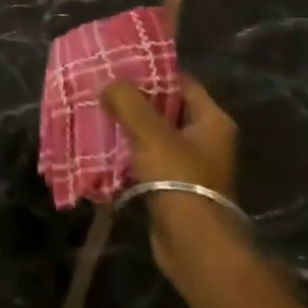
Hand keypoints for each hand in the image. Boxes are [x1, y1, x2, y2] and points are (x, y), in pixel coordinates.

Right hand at [100, 74, 238, 276]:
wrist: (193, 243)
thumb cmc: (179, 178)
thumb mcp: (150, 132)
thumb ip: (128, 101)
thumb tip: (109, 84)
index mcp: (212, 121)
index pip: (183, 82)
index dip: (153, 70)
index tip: (121, 64)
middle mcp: (205, 140)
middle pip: (166, 108)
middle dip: (134, 98)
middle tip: (101, 86)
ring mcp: (190, 165)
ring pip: (153, 134)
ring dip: (127, 126)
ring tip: (95, 112)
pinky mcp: (172, 186)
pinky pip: (146, 159)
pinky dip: (126, 152)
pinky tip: (101, 145)